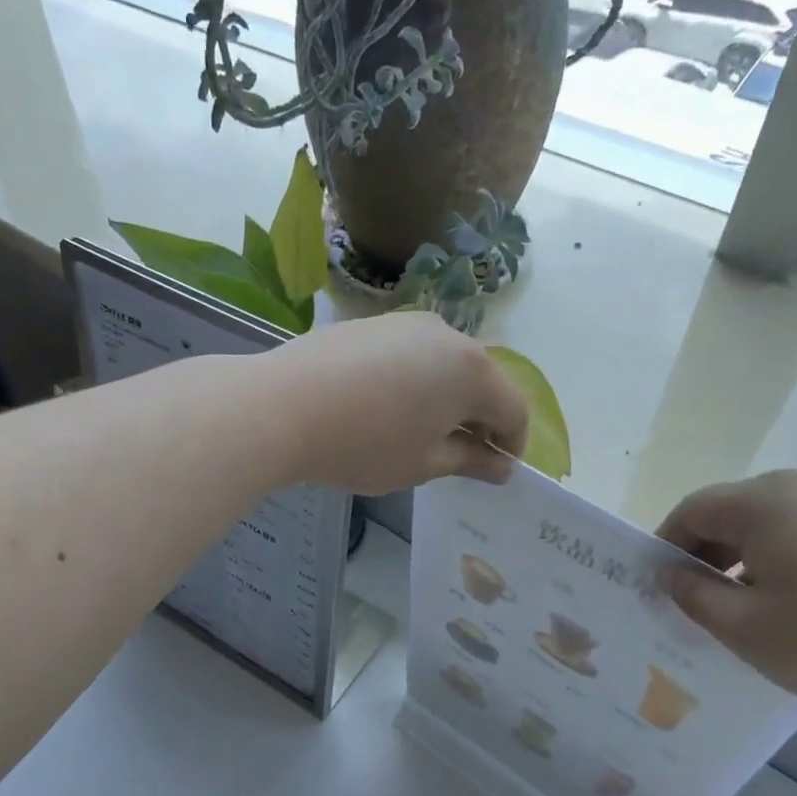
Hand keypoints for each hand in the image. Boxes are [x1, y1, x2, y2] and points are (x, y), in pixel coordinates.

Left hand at [268, 314, 528, 495]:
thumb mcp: (423, 464)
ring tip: (422, 432)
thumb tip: (500, 466)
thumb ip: (469, 461)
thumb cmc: (364, 444)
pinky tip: (389, 407)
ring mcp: (409, 323)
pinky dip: (418, 382)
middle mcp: (450, 336)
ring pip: (448, 365)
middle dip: (482, 420)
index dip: (512, 445)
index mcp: (473, 372)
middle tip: (462, 456)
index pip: (514, 410)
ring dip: (449, 399)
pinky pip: (414, 354)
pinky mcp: (375, 324)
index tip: (496, 472)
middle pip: (484, 381)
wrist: (281, 406)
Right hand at [656, 469, 796, 722]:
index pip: (693, 510)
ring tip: (762, 607)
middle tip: (707, 604)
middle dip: (711, 553)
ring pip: (781, 519)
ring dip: (755, 555)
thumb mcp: (747, 630)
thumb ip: (694, 596)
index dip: (667, 546)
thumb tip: (671, 572)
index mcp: (765, 501)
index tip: (662, 587)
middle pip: (737, 510)